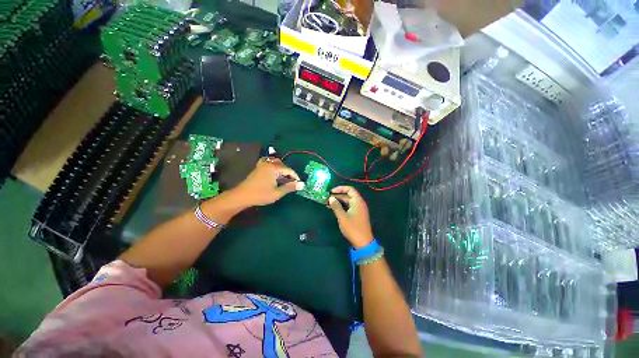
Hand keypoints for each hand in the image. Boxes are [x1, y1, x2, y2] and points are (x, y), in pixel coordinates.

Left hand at [231, 157, 303, 206]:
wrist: (242, 196)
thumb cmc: (260, 195)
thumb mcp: (277, 193)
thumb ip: (290, 187)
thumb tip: (302, 184)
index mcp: (274, 168)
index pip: (289, 170)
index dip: (295, 176)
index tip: (299, 183)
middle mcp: (268, 163)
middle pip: (283, 165)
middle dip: (288, 172)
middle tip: (292, 182)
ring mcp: (262, 164)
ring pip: (276, 162)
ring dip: (282, 169)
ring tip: (284, 178)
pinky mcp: (258, 167)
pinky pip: (269, 163)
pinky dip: (274, 166)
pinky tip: (274, 173)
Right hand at [328, 186, 373, 247]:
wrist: (363, 242)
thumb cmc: (353, 228)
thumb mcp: (342, 216)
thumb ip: (336, 206)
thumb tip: (331, 198)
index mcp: (357, 201)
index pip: (350, 189)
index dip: (340, 188)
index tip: (331, 191)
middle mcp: (359, 203)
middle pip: (348, 195)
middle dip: (338, 196)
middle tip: (328, 199)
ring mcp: (359, 209)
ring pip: (348, 202)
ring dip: (339, 202)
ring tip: (329, 204)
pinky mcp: (358, 215)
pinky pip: (349, 207)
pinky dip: (342, 206)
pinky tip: (335, 209)